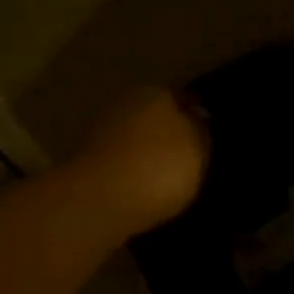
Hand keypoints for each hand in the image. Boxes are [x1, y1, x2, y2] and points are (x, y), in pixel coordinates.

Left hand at [66, 88, 209, 236]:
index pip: (185, 97)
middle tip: (188, 157)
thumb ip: (200, 130)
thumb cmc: (159, 169)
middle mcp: (126, 102)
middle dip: (169, 131)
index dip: (198, 115)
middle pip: (155, 114)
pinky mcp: (85, 159)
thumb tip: (198, 116)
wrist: (98, 201)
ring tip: (165, 177)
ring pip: (134, 136)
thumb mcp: (197, 150)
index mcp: (158, 92)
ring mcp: (101, 130)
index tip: (208, 135)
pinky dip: (130, 168)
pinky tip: (141, 187)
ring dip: (147, 150)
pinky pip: (119, 159)